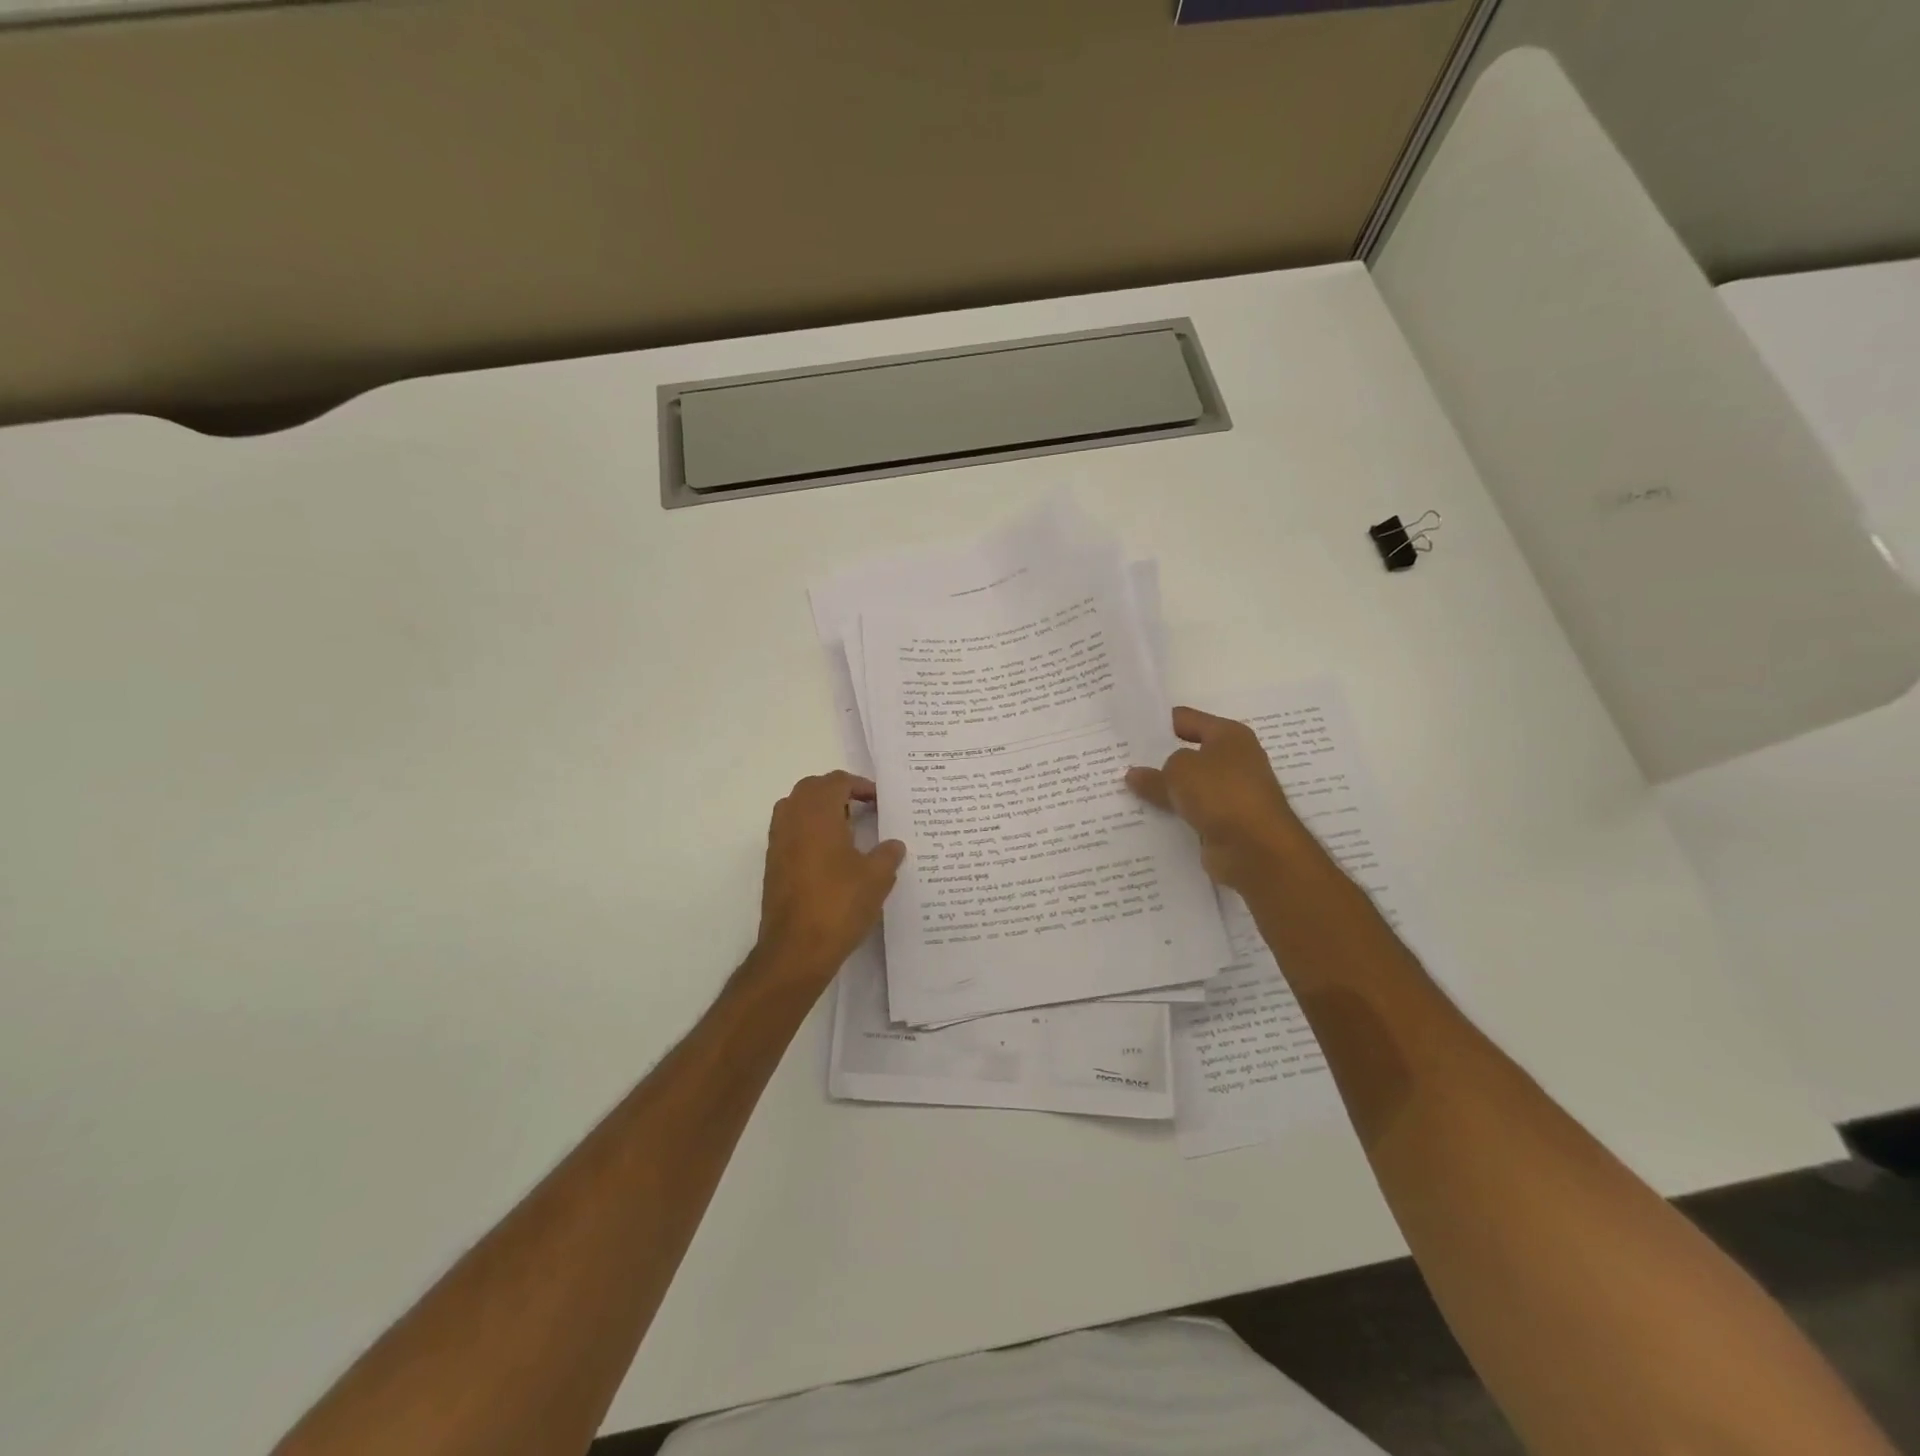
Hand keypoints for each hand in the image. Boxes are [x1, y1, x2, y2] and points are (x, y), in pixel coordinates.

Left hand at [750, 771, 905, 993]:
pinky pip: (790, 831)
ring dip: (819, 809)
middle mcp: (792, 820)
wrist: (796, 949)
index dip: (860, 786)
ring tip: (847, 829)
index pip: (836, 782)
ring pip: (796, 808)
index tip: (879, 801)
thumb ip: (888, 854)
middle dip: (837, 791)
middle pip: (811, 788)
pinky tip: (831, 855)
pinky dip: (808, 830)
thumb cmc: (839, 904)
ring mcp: (778, 842)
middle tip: (862, 808)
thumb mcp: (877, 878)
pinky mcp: (773, 864)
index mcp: (817, 814)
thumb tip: (894, 844)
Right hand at [1126, 707, 1315, 891]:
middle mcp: (1235, 760)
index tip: (1128, 732)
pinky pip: (1193, 813)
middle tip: (1122, 763)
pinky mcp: (1227, 822)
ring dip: (1166, 791)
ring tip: (1128, 792)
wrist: (1257, 849)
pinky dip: (1176, 816)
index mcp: (1229, 735)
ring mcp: (1232, 793)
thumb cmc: (1221, 793)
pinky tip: (1147, 818)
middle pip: (1188, 754)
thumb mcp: (1179, 772)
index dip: (1157, 724)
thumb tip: (1136, 775)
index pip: (1186, 719)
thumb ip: (1154, 773)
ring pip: (1189, 787)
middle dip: (1158, 760)